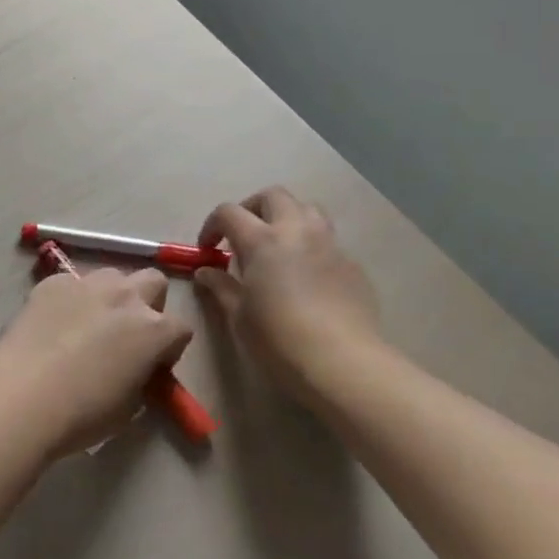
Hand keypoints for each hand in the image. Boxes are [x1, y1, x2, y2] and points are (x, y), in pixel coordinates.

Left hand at [0, 268, 193, 457]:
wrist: (21, 397)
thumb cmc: (82, 413)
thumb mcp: (129, 406)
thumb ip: (141, 378)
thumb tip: (135, 368)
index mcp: (154, 329)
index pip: (181, 328)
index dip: (170, 348)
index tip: (153, 366)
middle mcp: (125, 296)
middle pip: (153, 282)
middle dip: (148, 303)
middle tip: (128, 334)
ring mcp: (86, 283)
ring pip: (112, 276)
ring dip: (111, 296)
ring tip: (89, 325)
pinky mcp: (51, 282)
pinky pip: (71, 283)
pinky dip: (71, 299)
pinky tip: (54, 324)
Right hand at [195, 187, 384, 398]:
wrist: (342, 362)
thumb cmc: (279, 339)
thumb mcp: (239, 315)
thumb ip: (221, 286)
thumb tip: (206, 272)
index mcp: (262, 239)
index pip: (229, 212)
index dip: (212, 226)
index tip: (208, 249)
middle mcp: (296, 230)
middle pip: (272, 196)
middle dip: (252, 208)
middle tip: (242, 236)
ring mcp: (328, 244)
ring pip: (307, 208)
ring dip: (286, 217)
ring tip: (277, 245)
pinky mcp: (352, 263)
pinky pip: (327, 240)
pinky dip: (310, 245)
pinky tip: (306, 276)